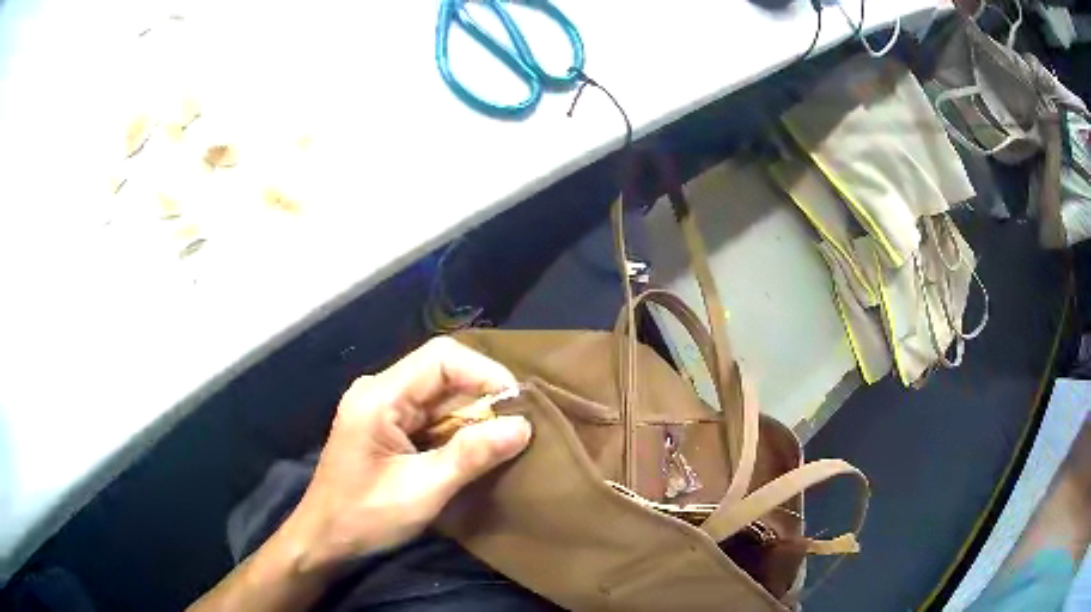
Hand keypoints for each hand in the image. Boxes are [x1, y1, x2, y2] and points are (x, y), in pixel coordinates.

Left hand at [279, 337, 531, 571]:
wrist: (324, 540)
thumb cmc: (365, 517)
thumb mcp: (422, 491)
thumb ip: (471, 456)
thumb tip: (523, 426)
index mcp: (379, 397)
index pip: (440, 358)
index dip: (484, 372)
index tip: (519, 404)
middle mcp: (380, 391)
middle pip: (441, 373)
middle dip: (483, 396)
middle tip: (518, 426)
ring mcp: (382, 408)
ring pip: (440, 394)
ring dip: (473, 414)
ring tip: (506, 438)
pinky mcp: (387, 426)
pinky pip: (431, 415)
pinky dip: (458, 428)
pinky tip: (477, 447)